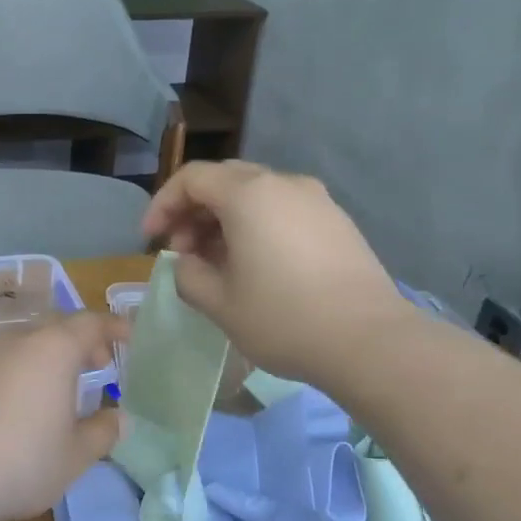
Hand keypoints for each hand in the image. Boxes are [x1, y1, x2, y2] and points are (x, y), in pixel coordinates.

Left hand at [0, 312, 127, 520]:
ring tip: (59, 389)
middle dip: (80, 341)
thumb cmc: (23, 460)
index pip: (90, 323)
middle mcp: (17, 342)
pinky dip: (18, 374)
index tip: (129, 337)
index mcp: (53, 350)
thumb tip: (120, 418)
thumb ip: (103, 432)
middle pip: (55, 328)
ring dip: (47, 358)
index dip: (113, 327)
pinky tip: (17, 408)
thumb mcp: (75, 454)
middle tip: (98, 365)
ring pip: (23, 345)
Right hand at [142, 160, 411, 386]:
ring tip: (215, 263)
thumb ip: (187, 275)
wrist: (370, 341)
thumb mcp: (218, 303)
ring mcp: (316, 200)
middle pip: (224, 180)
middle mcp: (283, 184)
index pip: (191, 179)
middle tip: (182, 251)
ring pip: (255, 195)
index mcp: (248, 195)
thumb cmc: (283, 319)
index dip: (162, 205)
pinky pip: (283, 210)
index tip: (151, 240)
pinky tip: (255, 265)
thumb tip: (187, 264)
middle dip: (193, 211)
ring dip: (224, 220)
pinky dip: (256, 226)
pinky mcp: (337, 222)